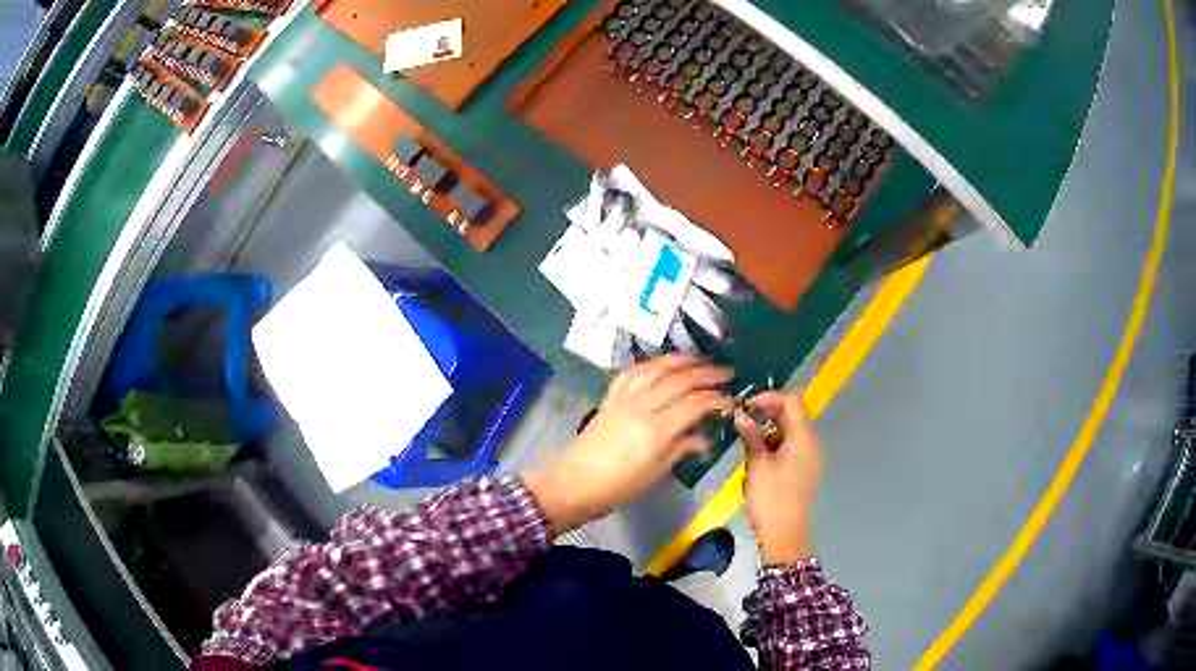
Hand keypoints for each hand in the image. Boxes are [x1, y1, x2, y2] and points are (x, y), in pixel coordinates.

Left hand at [523, 356, 732, 534]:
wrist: (576, 483)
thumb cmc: (620, 485)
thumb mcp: (657, 471)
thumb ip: (682, 448)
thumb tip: (706, 438)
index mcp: (657, 430)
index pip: (695, 404)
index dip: (717, 399)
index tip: (732, 400)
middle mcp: (642, 407)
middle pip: (679, 381)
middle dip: (706, 374)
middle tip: (727, 373)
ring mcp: (624, 399)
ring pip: (655, 369)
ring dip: (680, 361)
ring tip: (699, 359)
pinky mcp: (609, 398)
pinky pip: (630, 373)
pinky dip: (648, 365)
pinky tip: (660, 363)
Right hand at [734, 391, 822, 564]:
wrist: (785, 533)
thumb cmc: (771, 497)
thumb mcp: (756, 464)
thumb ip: (750, 435)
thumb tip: (740, 415)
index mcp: (803, 437)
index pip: (791, 401)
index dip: (768, 397)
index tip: (746, 405)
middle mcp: (812, 443)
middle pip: (793, 415)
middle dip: (768, 413)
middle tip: (743, 420)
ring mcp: (812, 458)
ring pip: (792, 432)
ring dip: (771, 429)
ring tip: (748, 440)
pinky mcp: (806, 471)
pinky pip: (794, 447)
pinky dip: (777, 444)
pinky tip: (759, 457)